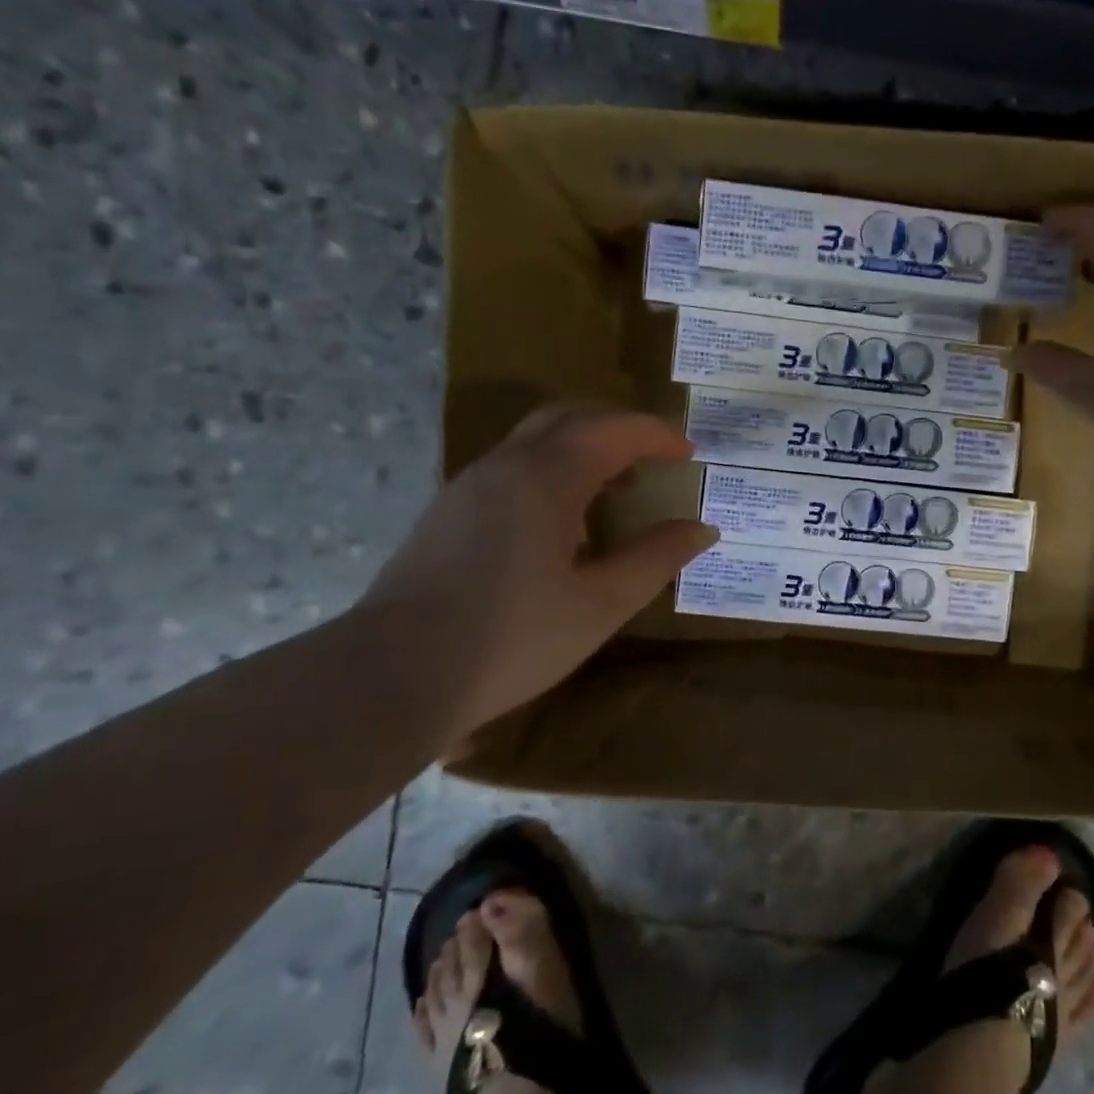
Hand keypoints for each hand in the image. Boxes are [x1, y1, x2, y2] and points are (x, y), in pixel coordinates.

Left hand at [352, 402, 716, 740]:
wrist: (391, 677)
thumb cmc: (512, 639)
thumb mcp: (601, 604)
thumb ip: (656, 558)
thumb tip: (702, 529)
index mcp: (547, 478)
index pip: (614, 430)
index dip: (658, 434)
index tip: (689, 453)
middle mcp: (505, 465)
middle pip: (570, 416)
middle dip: (619, 426)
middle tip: (655, 456)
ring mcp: (469, 484)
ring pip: (536, 438)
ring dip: (585, 447)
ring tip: (617, 490)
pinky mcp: (448, 510)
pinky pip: (512, 465)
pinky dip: (553, 468)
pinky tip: (564, 522)